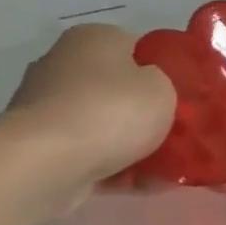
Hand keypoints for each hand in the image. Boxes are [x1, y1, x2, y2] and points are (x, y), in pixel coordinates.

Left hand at [3, 24, 176, 193]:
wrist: (45, 164)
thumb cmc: (112, 111)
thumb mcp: (164, 87)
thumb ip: (167, 84)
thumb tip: (152, 91)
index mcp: (94, 38)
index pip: (139, 49)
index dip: (166, 72)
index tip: (185, 97)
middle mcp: (64, 65)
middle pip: (120, 90)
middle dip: (147, 113)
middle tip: (180, 133)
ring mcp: (47, 109)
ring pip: (106, 126)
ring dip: (134, 147)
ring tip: (170, 169)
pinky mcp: (40, 148)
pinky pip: (91, 156)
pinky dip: (117, 170)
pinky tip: (146, 186)